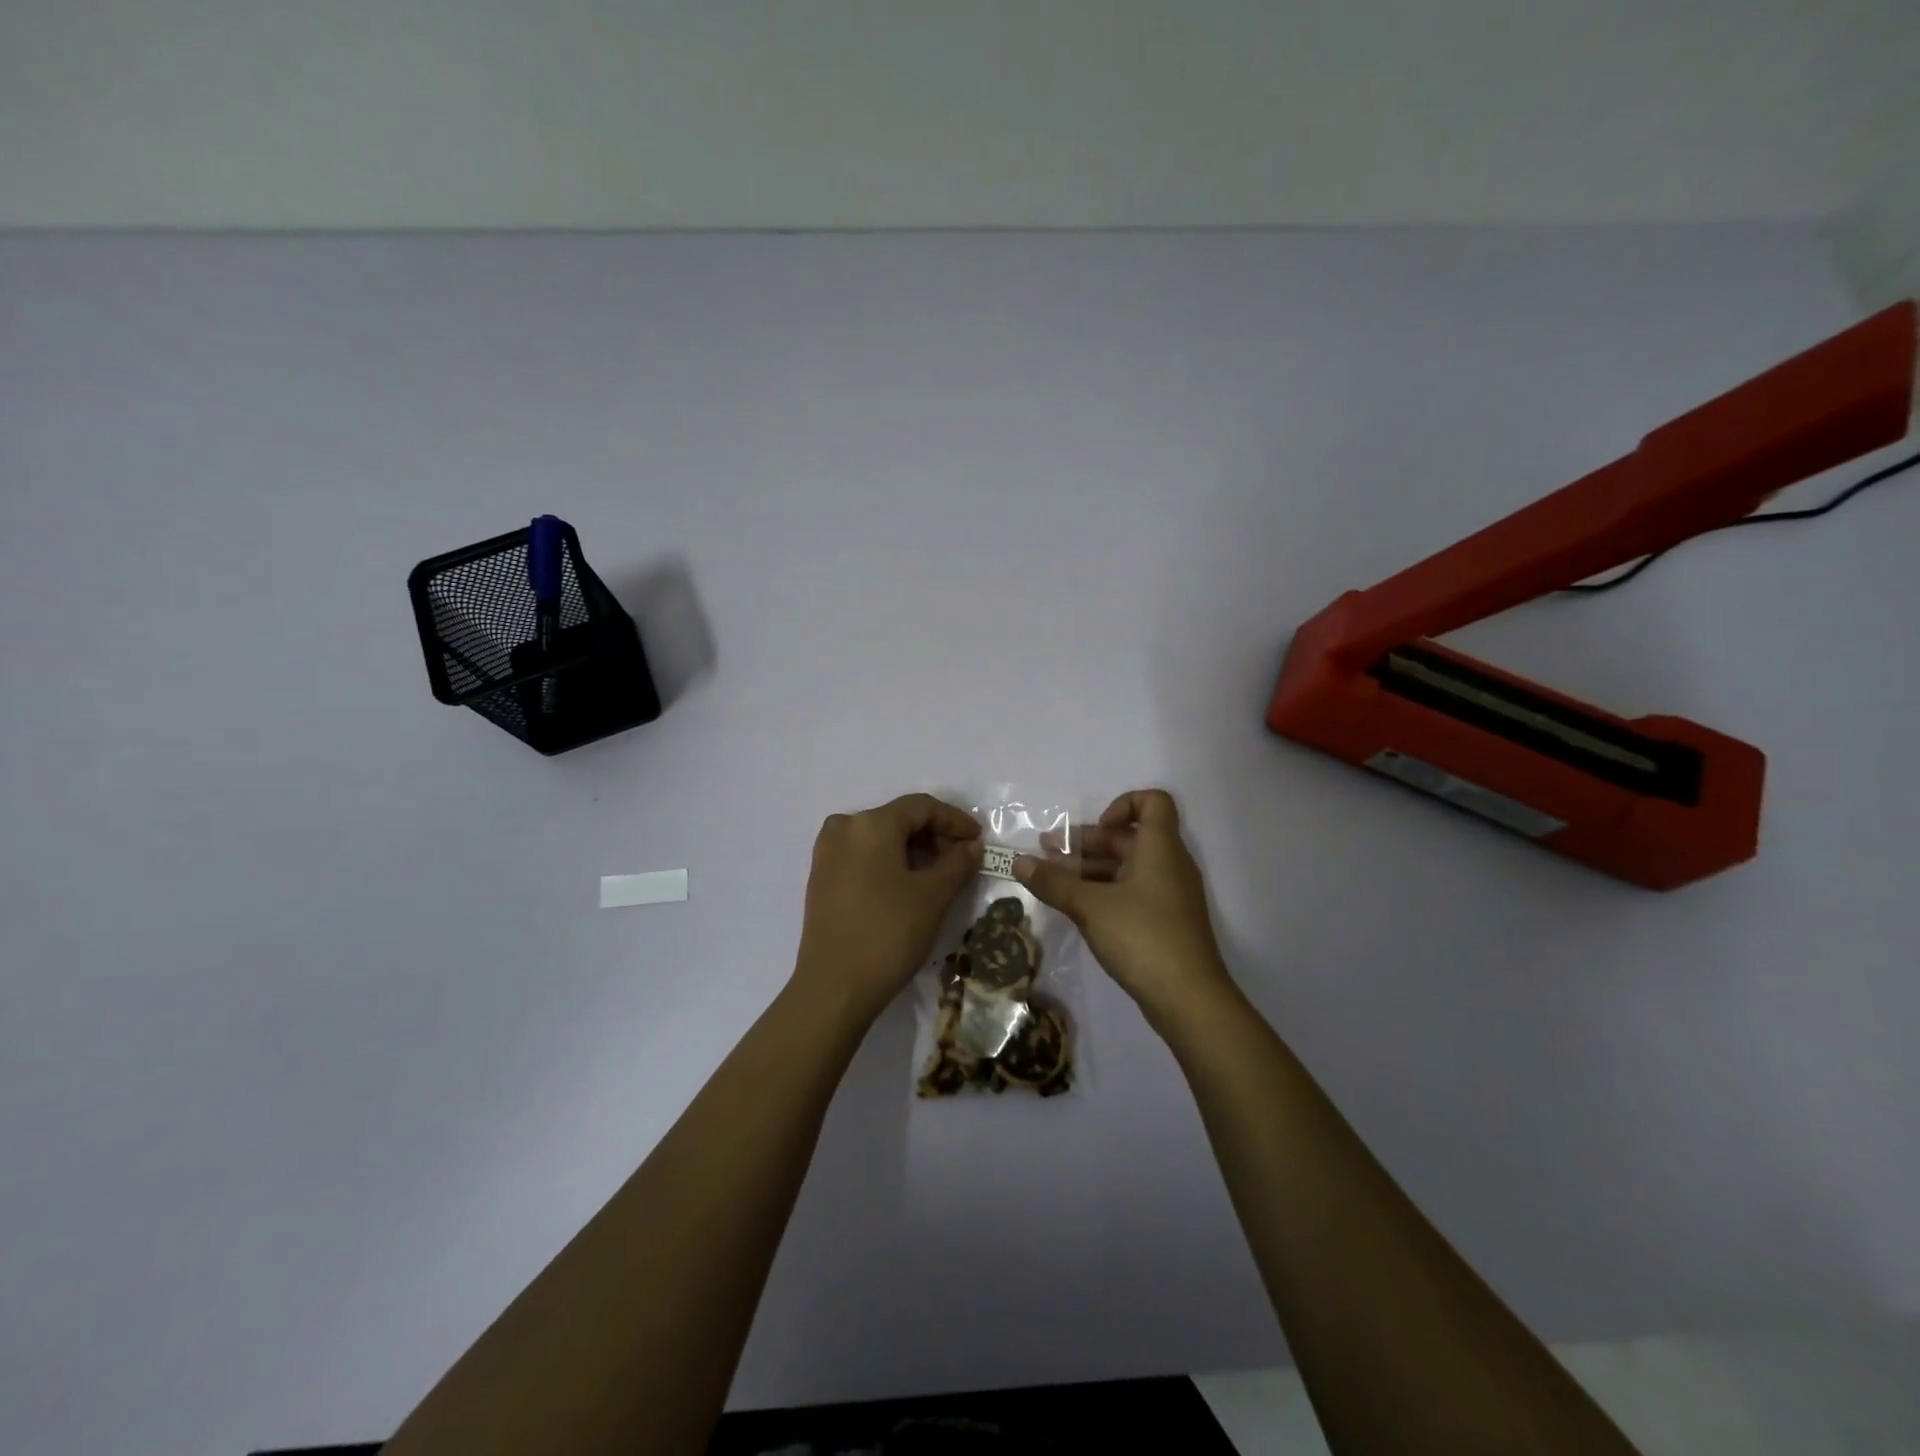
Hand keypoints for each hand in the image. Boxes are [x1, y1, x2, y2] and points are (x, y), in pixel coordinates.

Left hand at [793, 793, 982, 1023]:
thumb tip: (971, 846)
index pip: (921, 807)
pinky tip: (909, 885)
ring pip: (880, 838)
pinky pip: (863, 855)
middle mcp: (844, 828)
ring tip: (940, 875)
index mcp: (870, 823)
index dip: (954, 820)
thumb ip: (957, 863)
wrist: (834, 988)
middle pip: (898, 819)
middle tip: (962, 860)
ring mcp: (827, 853)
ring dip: (913, 850)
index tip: (979, 840)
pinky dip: (890, 862)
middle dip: (934, 835)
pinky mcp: (821, 878)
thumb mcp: (933, 896)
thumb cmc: (889, 933)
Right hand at [1015, 789, 1235, 1028]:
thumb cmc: (1142, 936)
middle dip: (1086, 842)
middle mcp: (1169, 864)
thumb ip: (1053, 882)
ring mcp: (1170, 895)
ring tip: (1051, 882)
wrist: (1189, 998)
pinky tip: (1076, 907)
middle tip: (1047, 853)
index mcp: (1160, 847)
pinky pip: (1133, 892)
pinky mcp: (1166, 922)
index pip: (1152, 801)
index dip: (1122, 804)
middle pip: (1129, 837)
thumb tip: (1019, 862)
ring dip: (1090, 869)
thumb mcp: (1089, 906)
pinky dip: (1104, 892)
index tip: (1096, 828)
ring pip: (1127, 867)